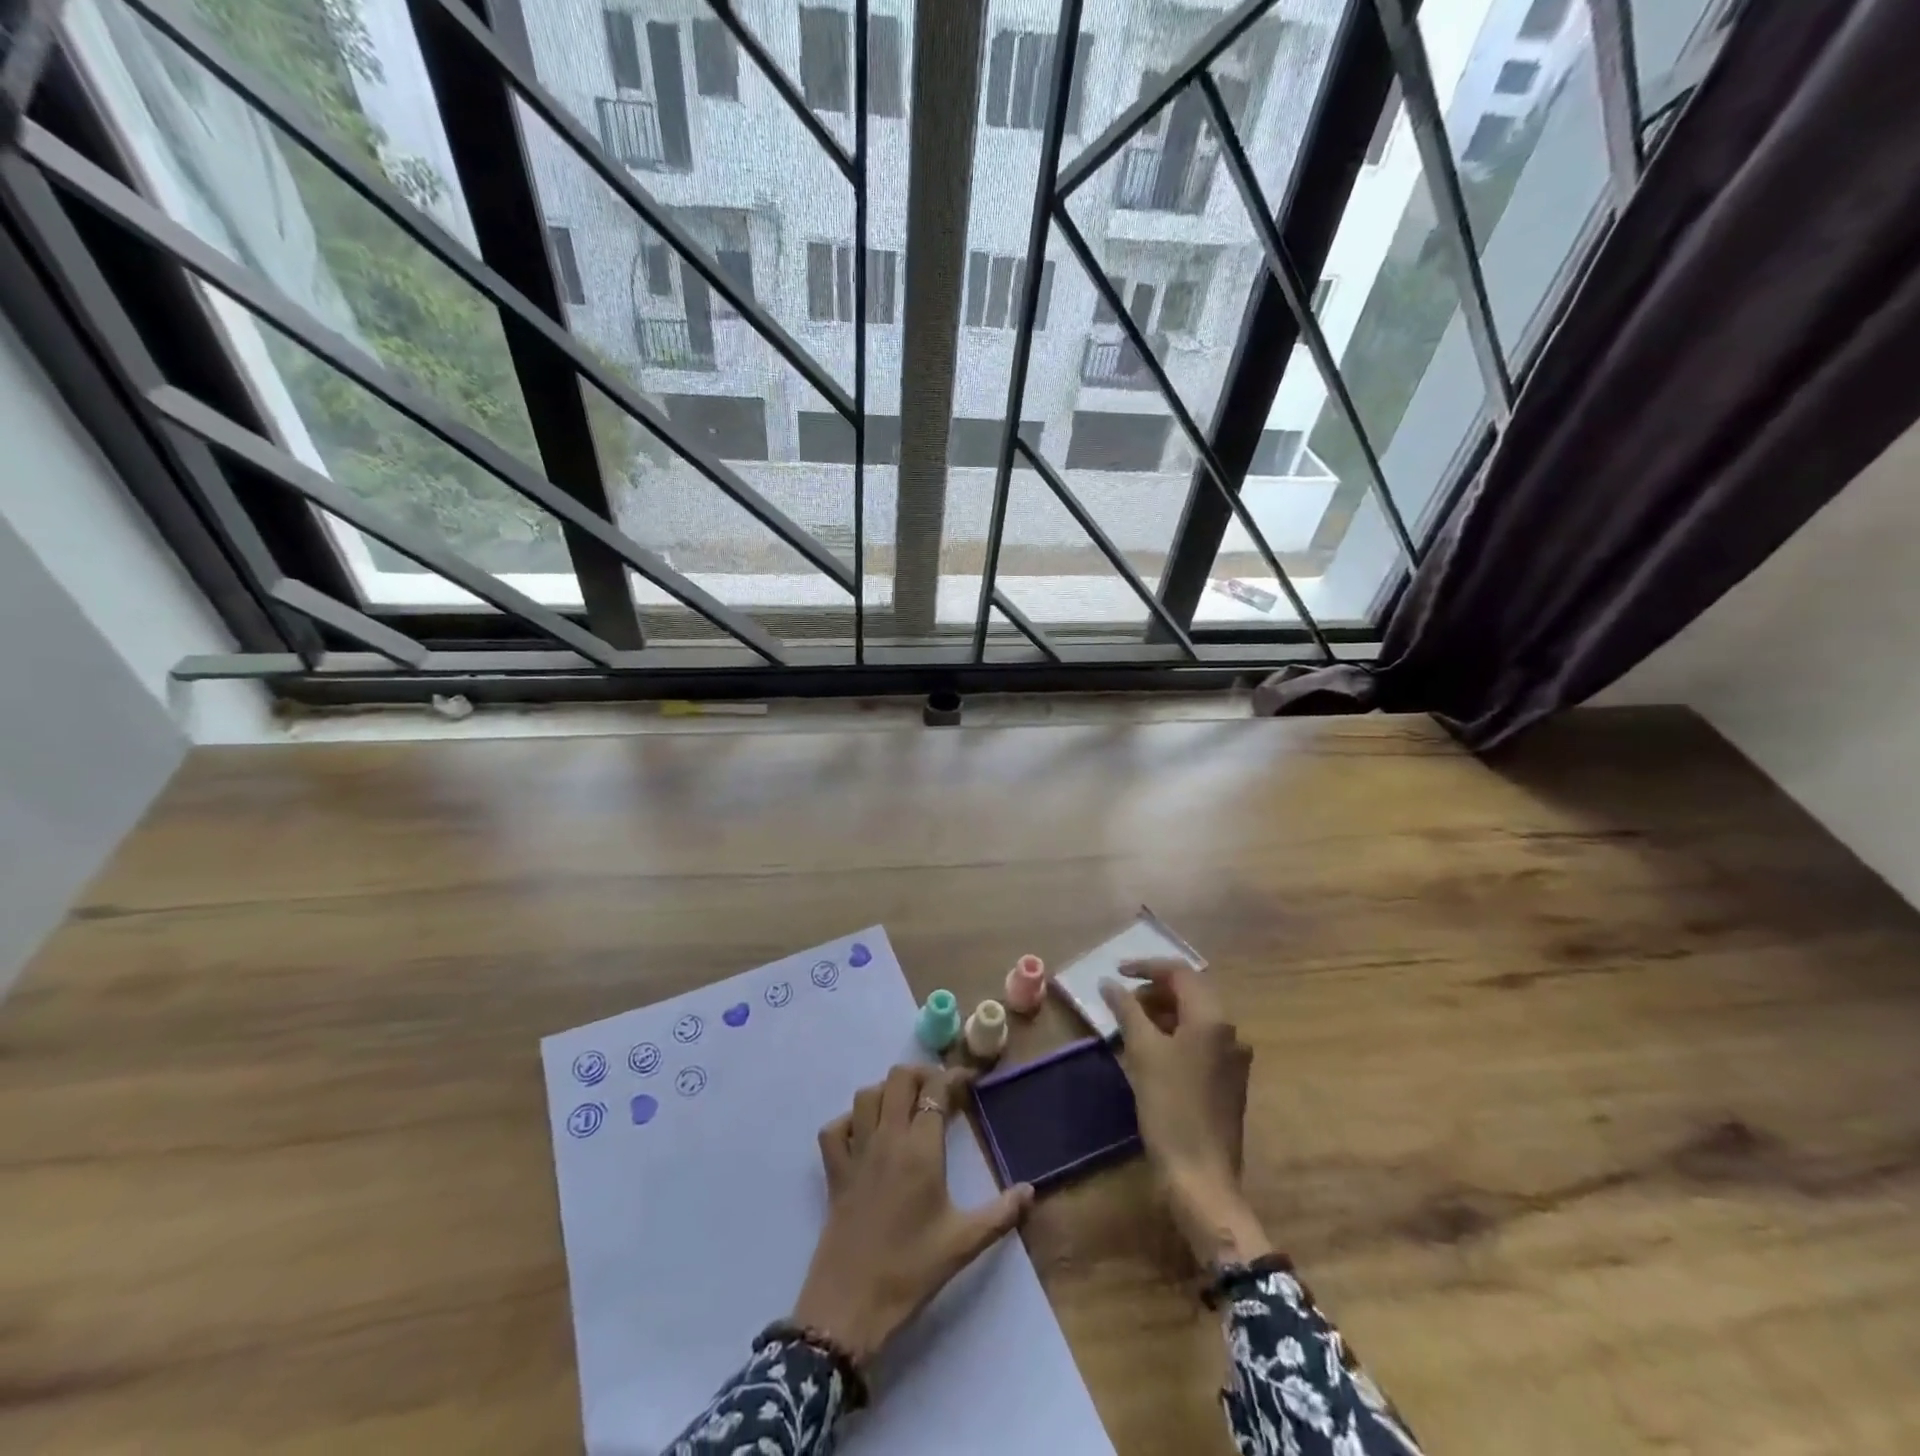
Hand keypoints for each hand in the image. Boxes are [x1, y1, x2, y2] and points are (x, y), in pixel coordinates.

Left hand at [791, 1065, 1033, 1364]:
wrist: (850, 1306)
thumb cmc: (911, 1271)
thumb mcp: (964, 1243)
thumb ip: (1000, 1214)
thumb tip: (1030, 1190)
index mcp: (920, 1149)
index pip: (935, 1091)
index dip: (953, 1077)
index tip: (969, 1081)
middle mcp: (887, 1138)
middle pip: (898, 1079)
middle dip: (920, 1074)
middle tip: (938, 1091)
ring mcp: (856, 1152)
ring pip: (866, 1095)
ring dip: (886, 1091)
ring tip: (905, 1106)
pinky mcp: (834, 1172)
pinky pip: (834, 1129)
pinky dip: (849, 1121)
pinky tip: (865, 1133)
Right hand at [1101, 961, 1270, 1267]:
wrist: (1201, 1177)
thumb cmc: (1170, 1108)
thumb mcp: (1142, 1052)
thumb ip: (1126, 1010)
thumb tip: (1109, 983)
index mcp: (1212, 1018)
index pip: (1180, 973)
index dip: (1146, 967)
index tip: (1116, 972)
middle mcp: (1230, 1031)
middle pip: (1191, 992)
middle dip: (1154, 990)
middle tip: (1121, 1001)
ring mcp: (1233, 1058)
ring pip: (1195, 1018)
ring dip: (1163, 1012)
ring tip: (1131, 1025)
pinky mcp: (1229, 1081)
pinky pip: (1200, 1041)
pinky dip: (1175, 1035)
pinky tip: (1151, 1052)